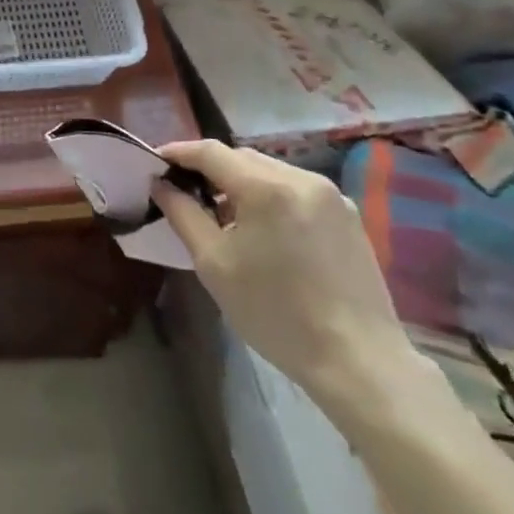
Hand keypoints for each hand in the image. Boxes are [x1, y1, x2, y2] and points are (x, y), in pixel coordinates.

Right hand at [152, 140, 415, 408]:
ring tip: (226, 216)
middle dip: (211, 169)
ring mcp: (330, 195)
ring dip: (242, 183)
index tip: (156, 162)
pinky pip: (296, 190)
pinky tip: (267, 231)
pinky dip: (272, 197)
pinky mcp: (349, 216)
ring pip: (270, 172)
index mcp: (265, 186)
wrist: (358, 361)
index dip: (179, 152)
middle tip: (187, 192)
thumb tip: (160, 184)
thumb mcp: (214, 264)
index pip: (210, 151)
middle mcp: (300, 178)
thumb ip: (182, 214)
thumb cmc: (275, 313)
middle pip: (242, 157)